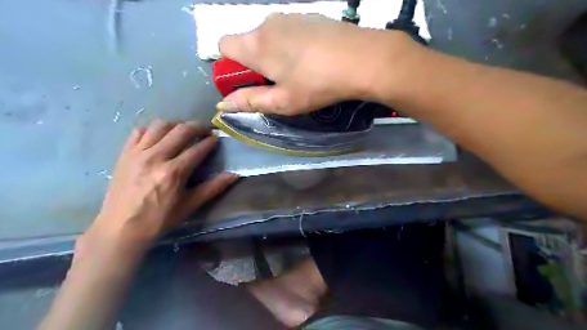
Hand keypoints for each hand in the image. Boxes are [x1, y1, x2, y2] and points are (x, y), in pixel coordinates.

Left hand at [82, 121, 237, 250]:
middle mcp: (156, 157)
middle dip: (197, 126)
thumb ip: (213, 187)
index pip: (197, 149)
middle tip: (205, 130)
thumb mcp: (190, 205)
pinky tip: (159, 137)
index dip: (210, 141)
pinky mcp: (125, 153)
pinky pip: (139, 131)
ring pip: (160, 125)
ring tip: (183, 131)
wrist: (121, 228)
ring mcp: (137, 153)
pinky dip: (153, 129)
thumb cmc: (159, 219)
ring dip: (176, 124)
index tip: (216, 138)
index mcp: (173, 172)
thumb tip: (234, 175)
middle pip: (181, 130)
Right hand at [217, 13, 414, 115]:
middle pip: (248, 42)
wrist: (361, 58)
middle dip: (255, 63)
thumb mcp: (282, 101)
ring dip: (275, 55)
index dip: (231, 66)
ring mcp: (290, 16)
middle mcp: (267, 24)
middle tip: (278, 83)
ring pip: (270, 37)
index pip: (223, 46)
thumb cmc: (316, 84)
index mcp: (255, 45)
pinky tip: (313, 59)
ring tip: (299, 73)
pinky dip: (292, 45)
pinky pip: (289, 31)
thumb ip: (250, 101)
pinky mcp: (309, 16)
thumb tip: (223, 104)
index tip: (249, 82)